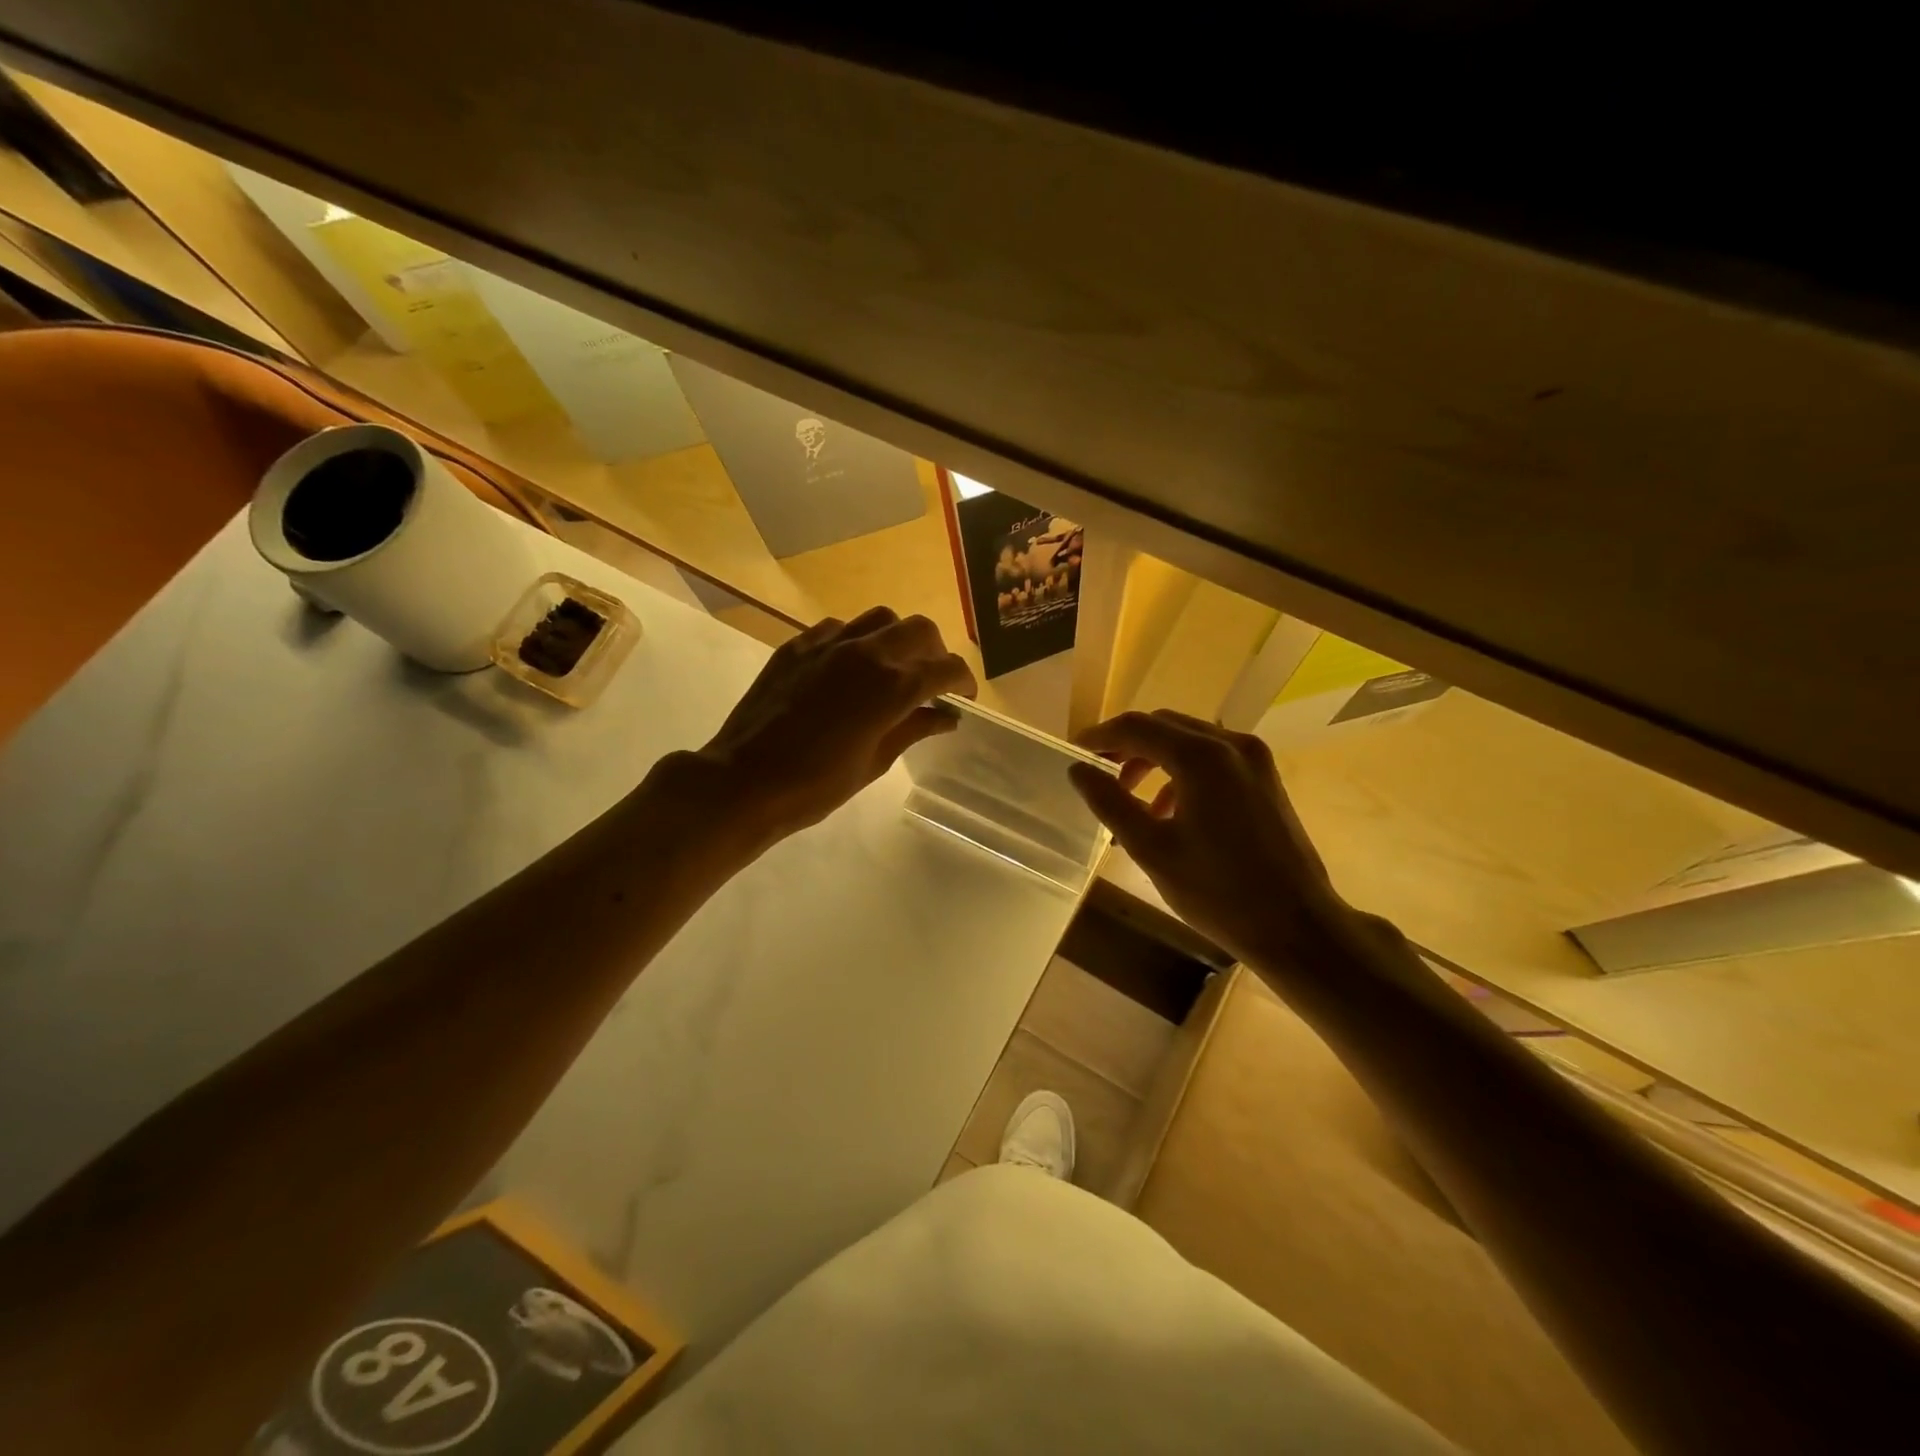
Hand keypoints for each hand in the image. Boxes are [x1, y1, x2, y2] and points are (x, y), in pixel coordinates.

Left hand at [673, 607, 976, 848]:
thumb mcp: (876, 762)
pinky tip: (847, 667)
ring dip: (896, 639)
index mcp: (892, 687)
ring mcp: (828, 644)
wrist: (744, 781)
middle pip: (920, 629)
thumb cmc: (817, 785)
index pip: (946, 668)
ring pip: (880, 618)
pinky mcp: (798, 646)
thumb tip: (945, 716)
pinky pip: (838, 627)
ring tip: (890, 667)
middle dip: (935, 652)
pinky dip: (855, 641)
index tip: (963, 697)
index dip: (963, 680)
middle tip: (930, 681)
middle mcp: (866, 653)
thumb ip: (914, 729)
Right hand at [1070, 710, 1354, 966]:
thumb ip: (1110, 802)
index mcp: (1201, 757)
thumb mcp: (1151, 848)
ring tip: (1128, 795)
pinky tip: (1167, 810)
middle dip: (1126, 744)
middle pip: (1164, 726)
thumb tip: (1078, 770)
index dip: (1100, 737)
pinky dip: (1182, 772)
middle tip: (1096, 770)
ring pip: (1189, 740)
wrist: (1297, 926)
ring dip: (1153, 758)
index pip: (1137, 727)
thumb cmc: (1217, 891)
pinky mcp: (1265, 779)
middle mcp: (1231, 745)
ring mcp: (1254, 760)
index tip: (1073, 752)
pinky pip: (1213, 758)